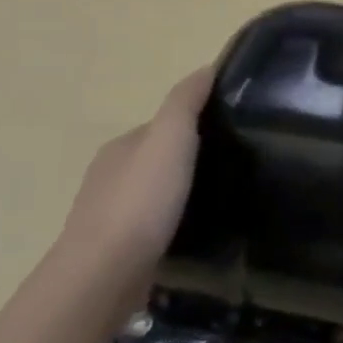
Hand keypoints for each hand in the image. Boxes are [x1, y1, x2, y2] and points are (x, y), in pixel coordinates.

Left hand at [57, 65, 213, 279]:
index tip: (234, 131)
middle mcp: (111, 176)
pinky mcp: (120, 249)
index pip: (163, 125)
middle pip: (158, 159)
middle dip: (191, 159)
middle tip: (236, 165)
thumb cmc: (140, 200)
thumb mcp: (170, 139)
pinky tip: (196, 228)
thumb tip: (206, 68)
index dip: (196, 124)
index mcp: (121, 147)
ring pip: (155, 193)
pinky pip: (154, 224)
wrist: (105, 274)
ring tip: (223, 198)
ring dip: (182, 192)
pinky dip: (174, 221)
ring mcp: (111, 215)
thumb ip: (185, 102)